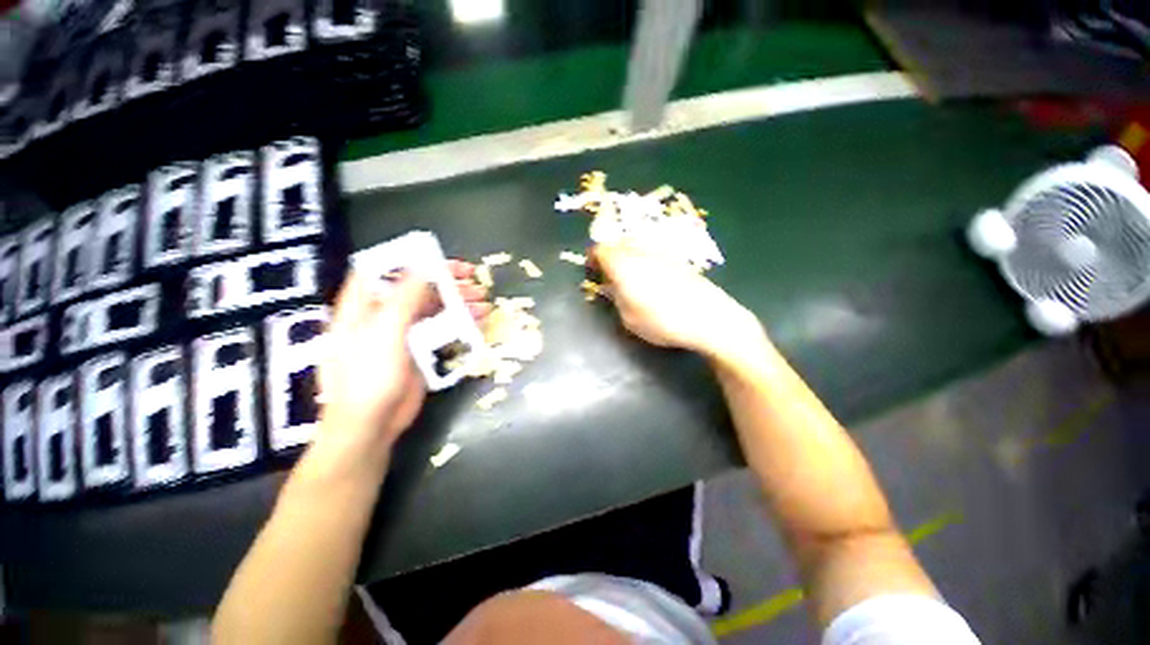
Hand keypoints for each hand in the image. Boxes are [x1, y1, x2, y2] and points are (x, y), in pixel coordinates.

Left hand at [316, 262, 490, 460]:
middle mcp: (382, 315)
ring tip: (483, 303)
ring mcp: (402, 333)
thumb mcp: (386, 331)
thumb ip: (405, 296)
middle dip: (446, 282)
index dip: (412, 260)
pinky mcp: (418, 350)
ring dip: (458, 303)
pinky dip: (459, 324)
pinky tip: (478, 323)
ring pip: (433, 309)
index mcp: (363, 305)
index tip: (441, 259)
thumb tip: (425, 265)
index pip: (384, 269)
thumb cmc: (369, 376)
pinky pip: (441, 329)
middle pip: (416, 288)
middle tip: (474, 281)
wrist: (372, 424)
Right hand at [591, 241, 763, 359]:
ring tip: (630, 279)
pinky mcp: (677, 258)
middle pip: (617, 244)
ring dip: (627, 258)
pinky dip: (644, 261)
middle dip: (609, 257)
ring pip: (635, 247)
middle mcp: (640, 251)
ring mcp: (661, 252)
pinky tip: (652, 280)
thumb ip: (615, 298)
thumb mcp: (628, 317)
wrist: (708, 317)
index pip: (599, 249)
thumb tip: (611, 287)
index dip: (592, 259)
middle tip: (609, 277)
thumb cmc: (662, 320)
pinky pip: (652, 253)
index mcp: (623, 264)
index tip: (593, 273)